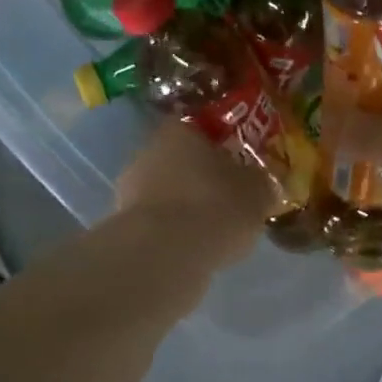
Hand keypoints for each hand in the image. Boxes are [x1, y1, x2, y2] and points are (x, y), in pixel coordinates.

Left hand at [115, 117, 274, 267]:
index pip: (201, 127)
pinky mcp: (124, 225)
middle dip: (202, 177)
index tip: (238, 162)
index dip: (222, 144)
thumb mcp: (257, 190)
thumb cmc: (217, 206)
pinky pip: (157, 222)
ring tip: (213, 228)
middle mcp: (148, 152)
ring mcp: (130, 189)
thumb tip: (257, 181)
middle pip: (181, 160)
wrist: (166, 254)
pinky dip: (173, 231)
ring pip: (167, 192)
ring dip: (186, 205)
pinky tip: (194, 247)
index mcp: (180, 130)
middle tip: (228, 196)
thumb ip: (258, 180)